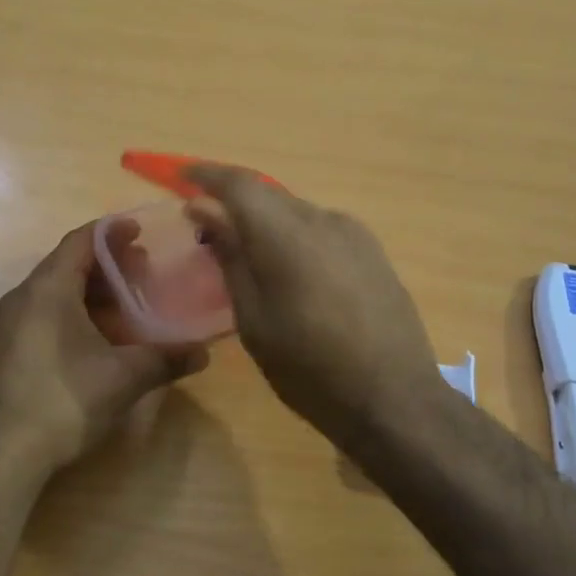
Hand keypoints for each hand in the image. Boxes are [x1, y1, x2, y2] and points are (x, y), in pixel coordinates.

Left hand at [0, 222, 208, 481]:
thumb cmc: (64, 400)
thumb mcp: (124, 377)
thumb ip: (166, 359)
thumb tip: (204, 353)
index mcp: (48, 289)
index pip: (81, 241)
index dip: (112, 232)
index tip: (140, 231)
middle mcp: (24, 298)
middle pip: (68, 264)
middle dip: (108, 264)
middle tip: (144, 270)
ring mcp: (10, 326)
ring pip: (56, 292)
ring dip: (92, 292)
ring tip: (128, 305)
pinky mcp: (7, 351)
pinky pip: (45, 315)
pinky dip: (75, 313)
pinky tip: (99, 339)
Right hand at [185, 165, 443, 447]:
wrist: (394, 399)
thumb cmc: (309, 368)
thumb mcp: (254, 319)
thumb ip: (230, 256)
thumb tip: (203, 209)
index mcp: (287, 234)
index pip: (239, 184)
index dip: (206, 176)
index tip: (181, 179)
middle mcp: (323, 220)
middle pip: (269, 196)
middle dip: (235, 205)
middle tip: (209, 231)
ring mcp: (355, 234)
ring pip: (297, 213)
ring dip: (267, 225)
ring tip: (250, 260)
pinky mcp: (374, 252)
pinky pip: (322, 230)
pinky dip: (296, 238)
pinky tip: (292, 273)